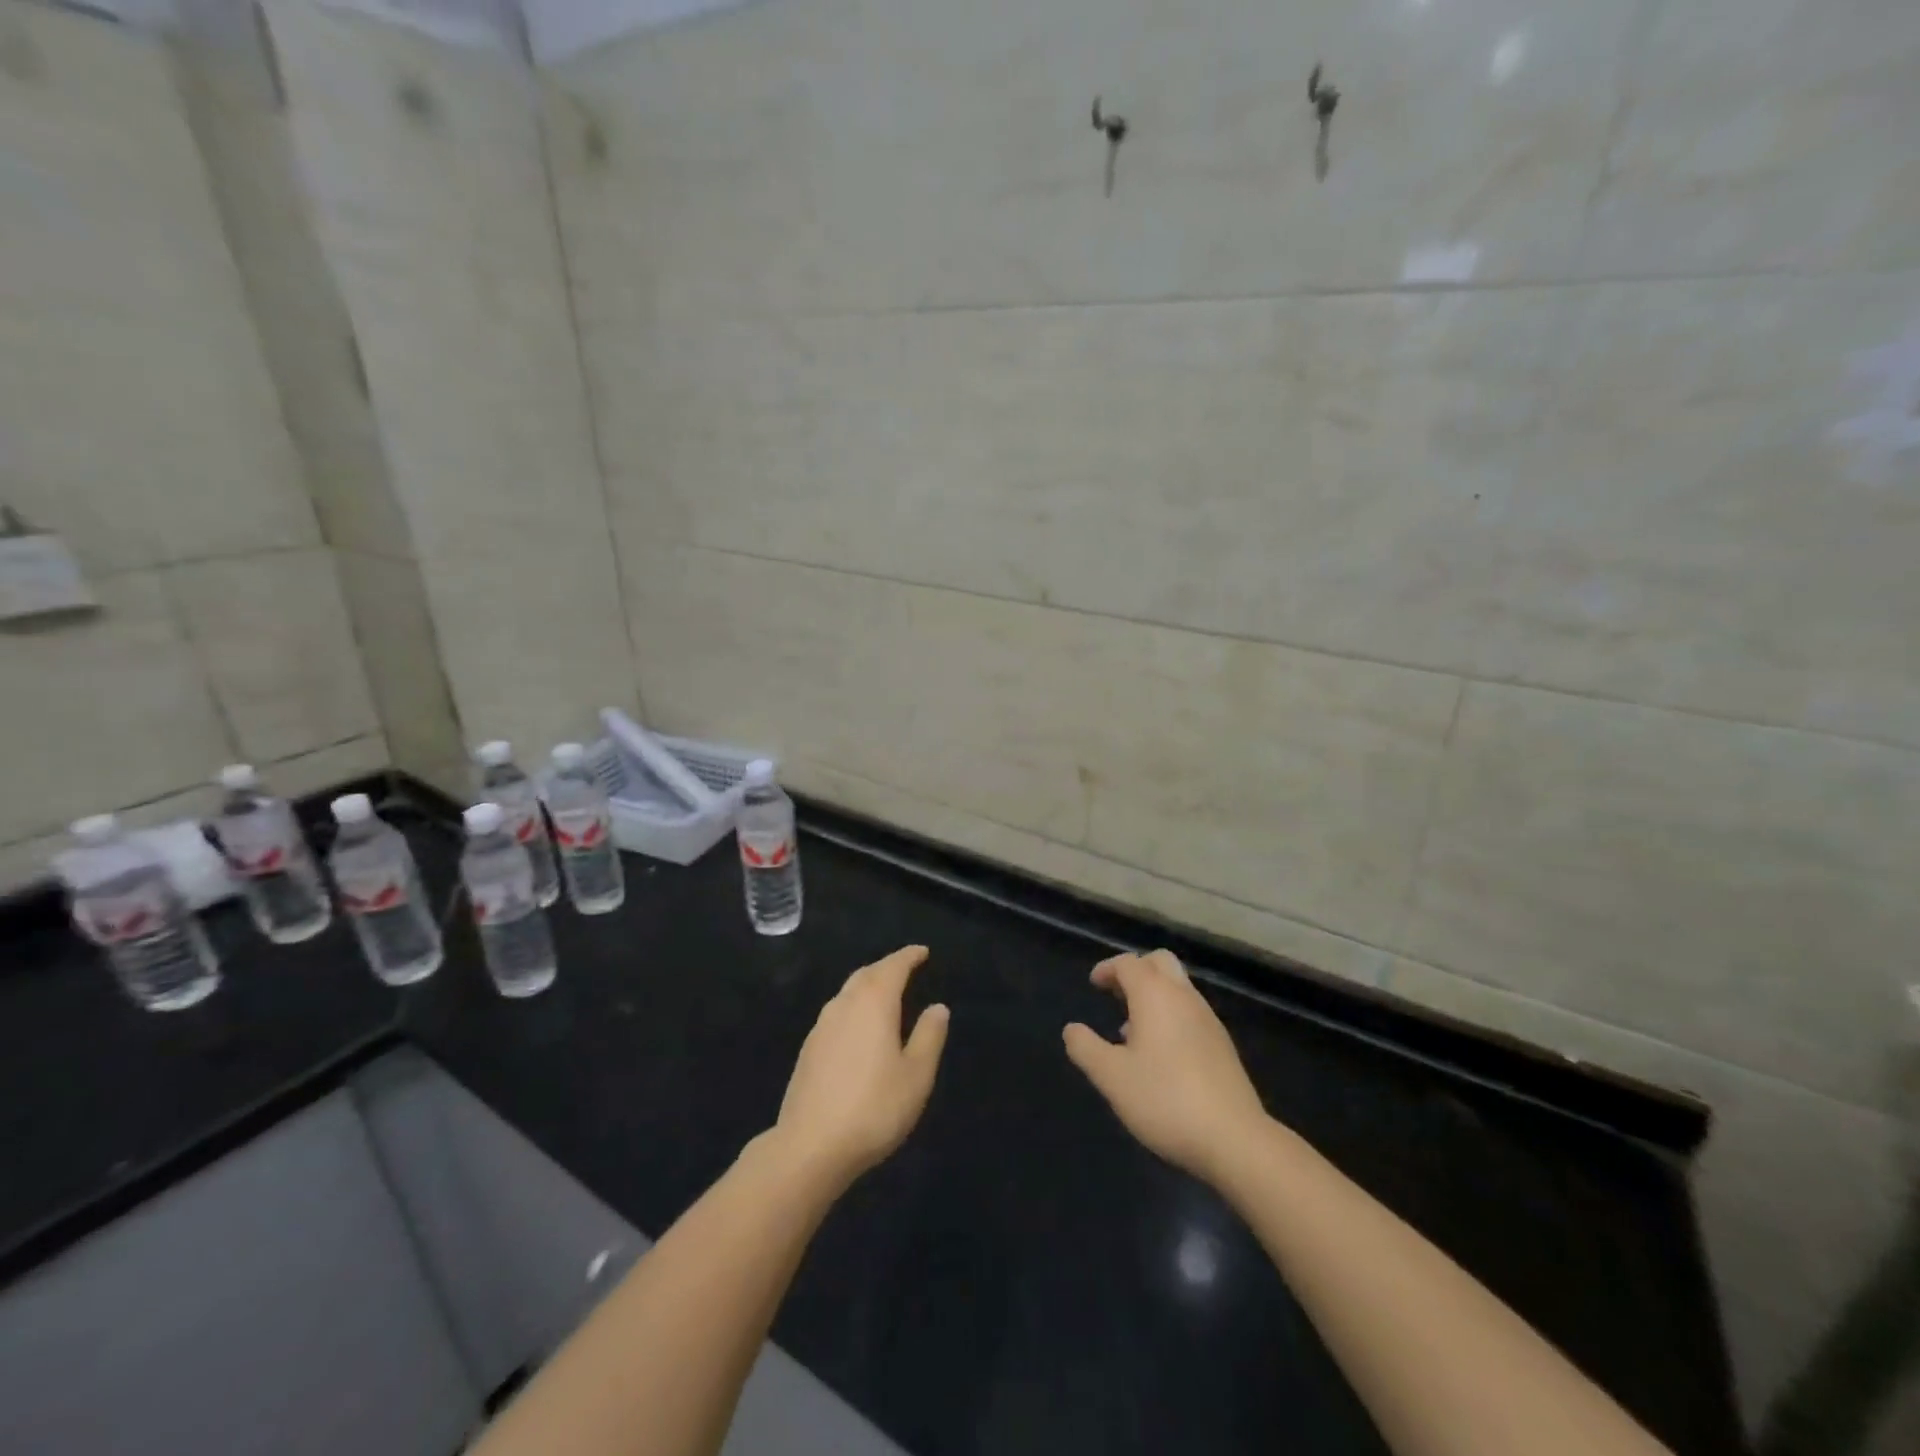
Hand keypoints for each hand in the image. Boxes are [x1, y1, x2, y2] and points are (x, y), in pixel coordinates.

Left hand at [771, 945, 949, 1189]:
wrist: (810, 1146)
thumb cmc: (873, 1108)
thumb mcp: (916, 1075)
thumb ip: (929, 1036)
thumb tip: (937, 1007)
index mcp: (873, 1004)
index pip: (892, 967)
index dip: (908, 956)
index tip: (922, 951)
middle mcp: (844, 1005)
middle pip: (866, 974)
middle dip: (886, 967)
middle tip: (905, 968)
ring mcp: (821, 1027)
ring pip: (847, 992)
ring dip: (867, 985)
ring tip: (885, 993)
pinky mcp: (808, 1050)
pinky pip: (837, 1013)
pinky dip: (853, 1007)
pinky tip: (859, 1027)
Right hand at [1063, 950, 1269, 1184]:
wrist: (1235, 1139)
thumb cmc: (1165, 1099)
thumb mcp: (1112, 1077)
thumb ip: (1086, 1049)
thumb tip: (1072, 1030)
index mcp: (1155, 995)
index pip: (1128, 963)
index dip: (1107, 969)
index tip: (1093, 984)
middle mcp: (1184, 997)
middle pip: (1160, 962)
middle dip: (1136, 971)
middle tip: (1115, 994)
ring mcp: (1208, 1020)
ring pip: (1178, 988)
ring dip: (1154, 995)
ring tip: (1131, 1030)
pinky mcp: (1222, 1045)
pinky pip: (1190, 1012)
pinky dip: (1171, 1015)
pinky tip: (1160, 1055)